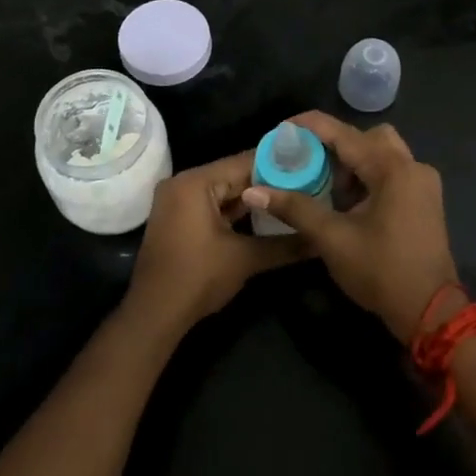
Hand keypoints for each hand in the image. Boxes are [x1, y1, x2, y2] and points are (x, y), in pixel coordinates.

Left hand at [125, 151, 303, 334]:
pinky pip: (212, 204)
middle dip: (268, 182)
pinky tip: (266, 215)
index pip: (244, 162)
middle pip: (233, 175)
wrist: (154, 313)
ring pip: (224, 191)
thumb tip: (320, 240)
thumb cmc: (198, 278)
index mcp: (196, 182)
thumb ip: (285, 245)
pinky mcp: (178, 218)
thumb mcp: (245, 259)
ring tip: (292, 196)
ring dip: (253, 197)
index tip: (309, 165)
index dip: (278, 164)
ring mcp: (177, 200)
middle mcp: (183, 183)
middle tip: (306, 182)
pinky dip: (235, 210)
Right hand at [240, 112, 459, 342]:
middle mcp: (412, 166)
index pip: (344, 133)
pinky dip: (369, 177)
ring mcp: (423, 183)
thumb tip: (254, 191)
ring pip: (382, 153)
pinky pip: (393, 172)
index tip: (282, 130)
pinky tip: (350, 204)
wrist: (431, 312)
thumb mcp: (332, 239)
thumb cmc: (381, 271)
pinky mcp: (425, 200)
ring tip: (328, 190)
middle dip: (336, 147)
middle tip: (311, 167)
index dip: (310, 127)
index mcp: (392, 169)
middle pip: (368, 137)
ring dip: (353, 164)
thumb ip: (295, 208)